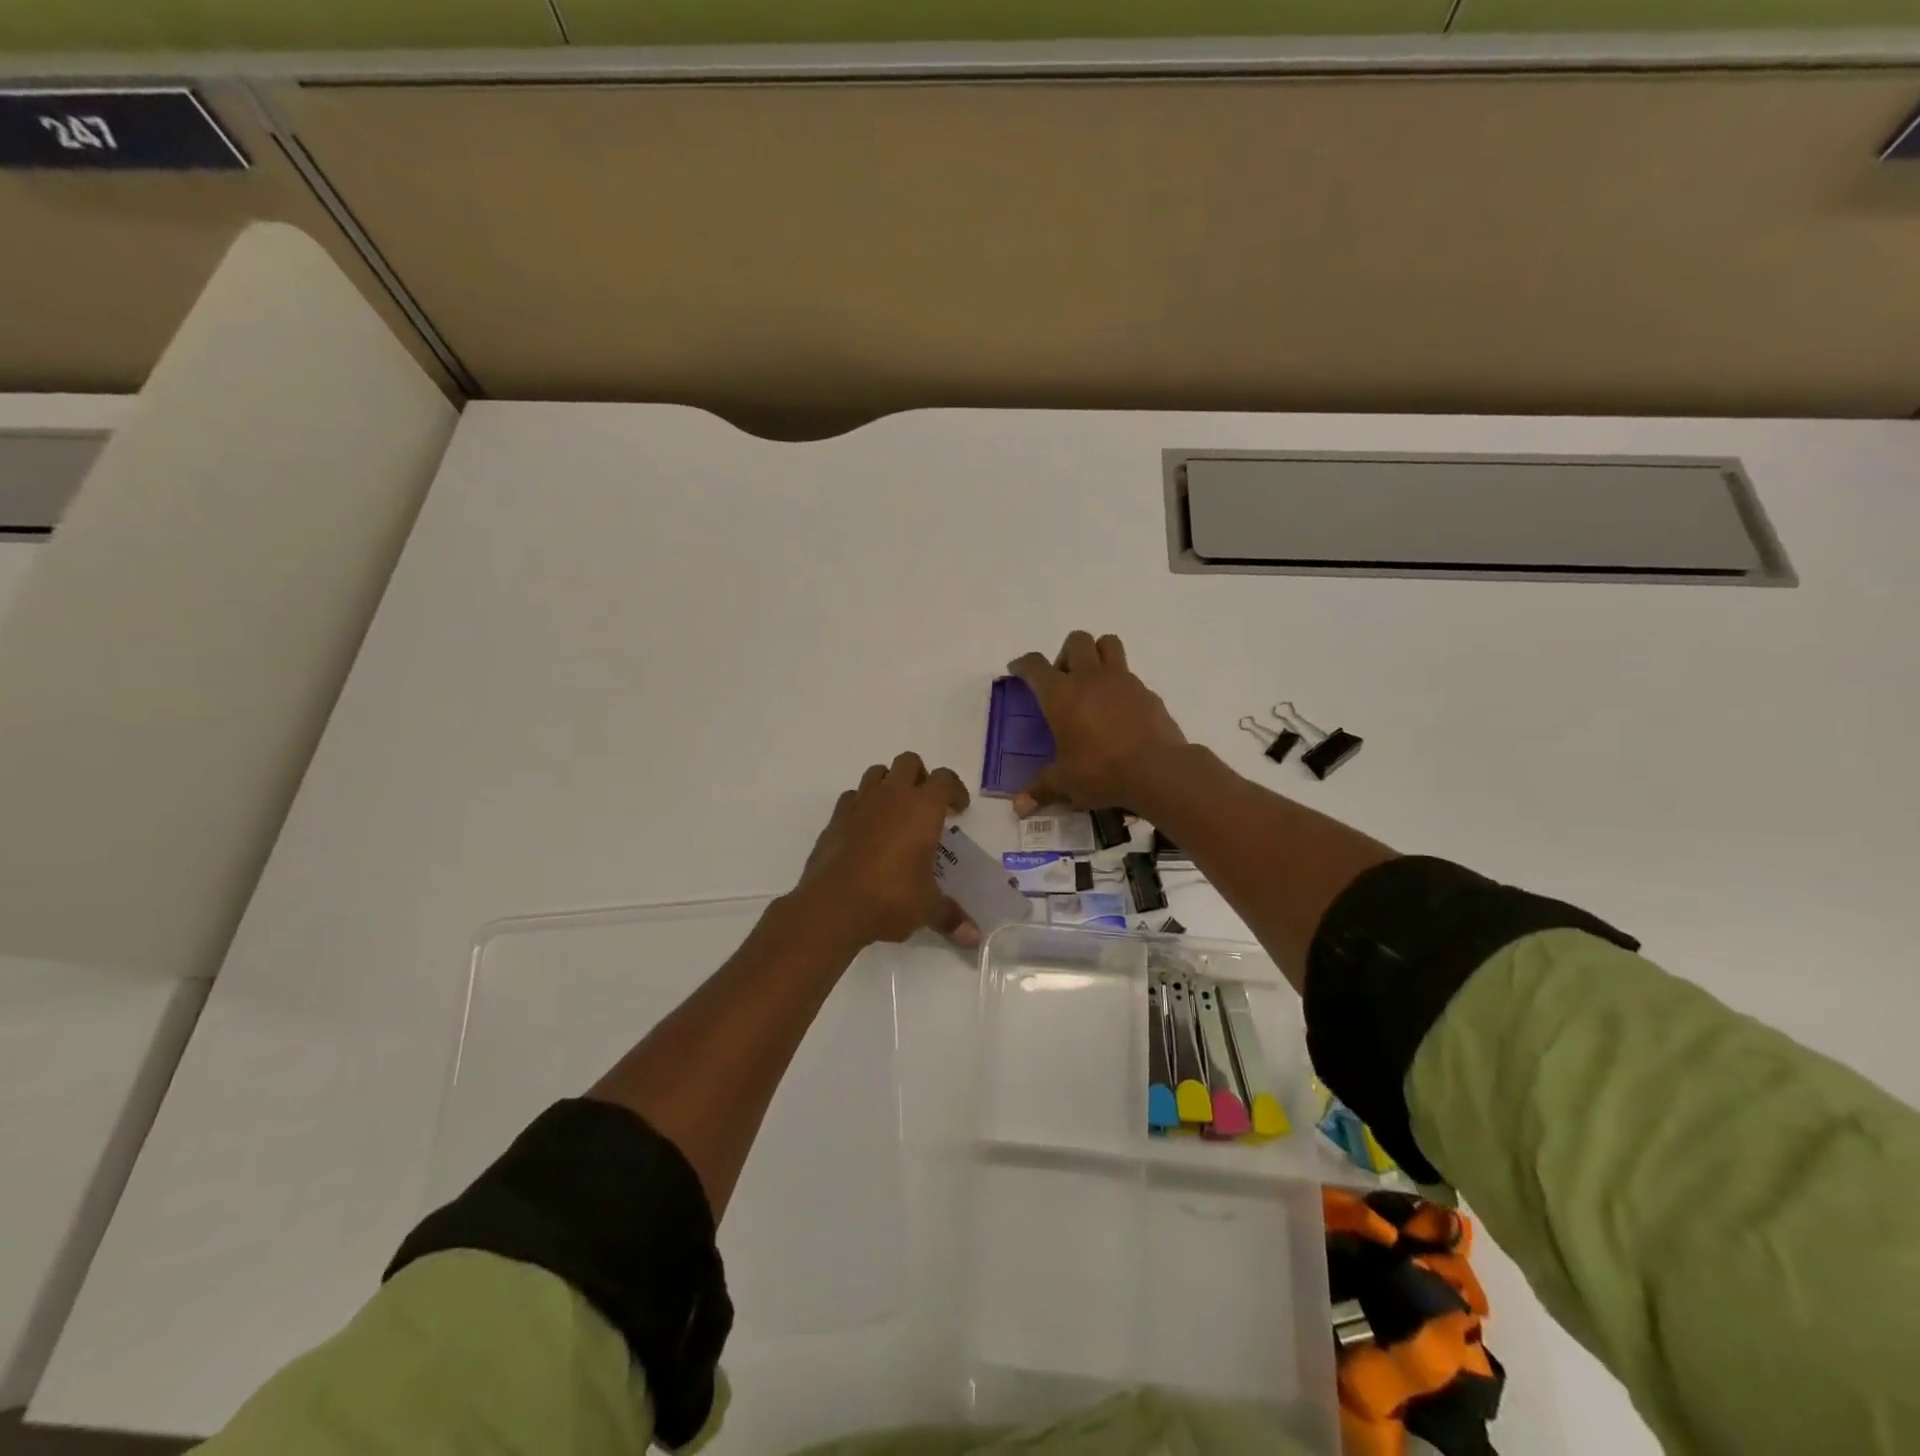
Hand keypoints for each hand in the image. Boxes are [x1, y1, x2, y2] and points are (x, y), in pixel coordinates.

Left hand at [794, 752, 978, 950]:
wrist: (832, 906)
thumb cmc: (890, 898)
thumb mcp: (927, 909)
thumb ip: (951, 917)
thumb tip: (976, 938)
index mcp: (922, 808)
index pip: (945, 779)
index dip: (955, 790)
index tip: (958, 810)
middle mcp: (892, 796)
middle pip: (909, 762)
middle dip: (920, 776)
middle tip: (926, 805)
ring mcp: (859, 803)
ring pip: (877, 773)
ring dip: (889, 784)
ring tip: (895, 813)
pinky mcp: (835, 819)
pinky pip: (851, 797)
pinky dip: (861, 805)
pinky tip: (865, 829)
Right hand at [1007, 631, 1187, 815]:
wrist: (1158, 770)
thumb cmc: (1101, 771)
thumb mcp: (1065, 782)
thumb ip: (1040, 789)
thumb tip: (1018, 809)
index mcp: (1060, 694)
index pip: (1035, 666)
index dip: (1023, 664)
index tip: (1018, 669)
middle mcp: (1090, 678)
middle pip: (1076, 641)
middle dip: (1065, 653)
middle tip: (1063, 680)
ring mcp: (1122, 680)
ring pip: (1108, 644)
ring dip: (1097, 654)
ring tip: (1092, 682)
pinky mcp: (1147, 692)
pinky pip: (1130, 675)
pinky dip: (1120, 684)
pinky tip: (1119, 710)